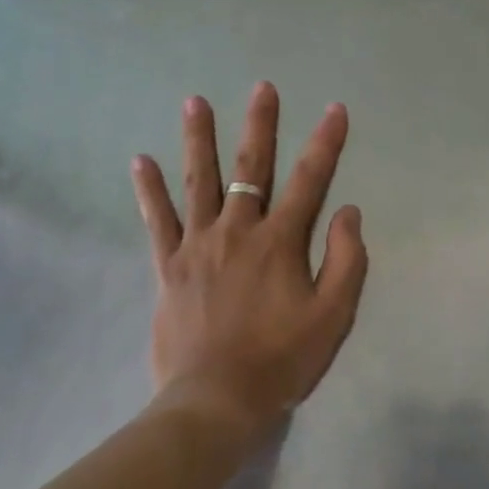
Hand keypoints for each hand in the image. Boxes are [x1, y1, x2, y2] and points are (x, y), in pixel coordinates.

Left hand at [132, 82, 368, 441]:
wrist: (215, 402)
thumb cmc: (281, 359)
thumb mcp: (333, 316)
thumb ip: (347, 260)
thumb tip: (348, 211)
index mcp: (281, 242)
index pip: (310, 180)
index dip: (326, 142)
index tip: (335, 109)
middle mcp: (238, 231)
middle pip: (250, 168)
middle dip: (260, 125)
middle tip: (262, 87)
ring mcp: (198, 246)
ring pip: (198, 181)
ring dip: (198, 139)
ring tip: (195, 101)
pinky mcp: (168, 267)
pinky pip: (157, 221)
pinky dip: (149, 190)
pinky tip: (139, 161)